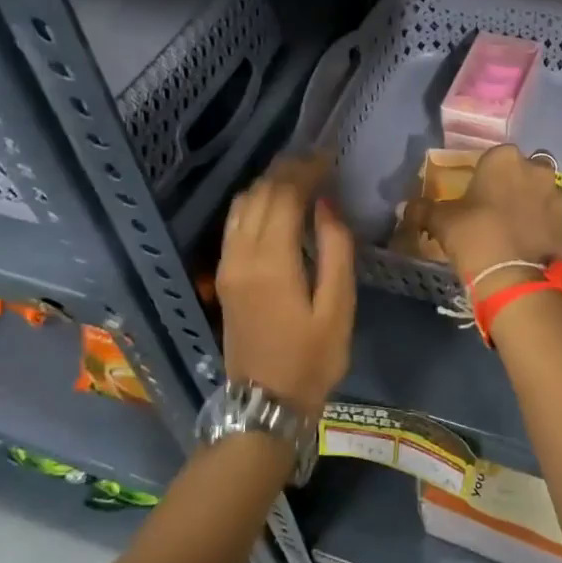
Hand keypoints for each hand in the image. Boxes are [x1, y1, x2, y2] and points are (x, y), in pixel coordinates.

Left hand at [217, 153, 354, 416]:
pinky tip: (275, 204)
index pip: (284, 196)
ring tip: (299, 177)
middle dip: (288, 171)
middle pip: (260, 194)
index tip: (329, 158)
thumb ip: (336, 250)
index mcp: (271, 262)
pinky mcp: (223, 275)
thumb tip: (327, 205)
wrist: (265, 404)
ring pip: (241, 205)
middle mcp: (241, 255)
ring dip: (268, 184)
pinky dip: (255, 202)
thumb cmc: (312, 359)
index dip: (306, 171)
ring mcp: (226, 265)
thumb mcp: (338, 308)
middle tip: (318, 161)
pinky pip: (234, 223)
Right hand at [404, 144, 561, 292]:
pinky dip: (541, 224)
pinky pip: (550, 216)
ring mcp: (556, 194)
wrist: (513, 276)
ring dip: (530, 202)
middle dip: (511, 185)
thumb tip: (405, 207)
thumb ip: (423, 209)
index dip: (484, 175)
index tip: (475, 194)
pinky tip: (527, 241)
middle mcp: (535, 168)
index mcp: (503, 158)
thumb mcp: (441, 221)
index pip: (492, 157)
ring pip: (540, 192)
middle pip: (521, 171)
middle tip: (494, 209)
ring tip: (513, 227)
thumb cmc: (474, 235)